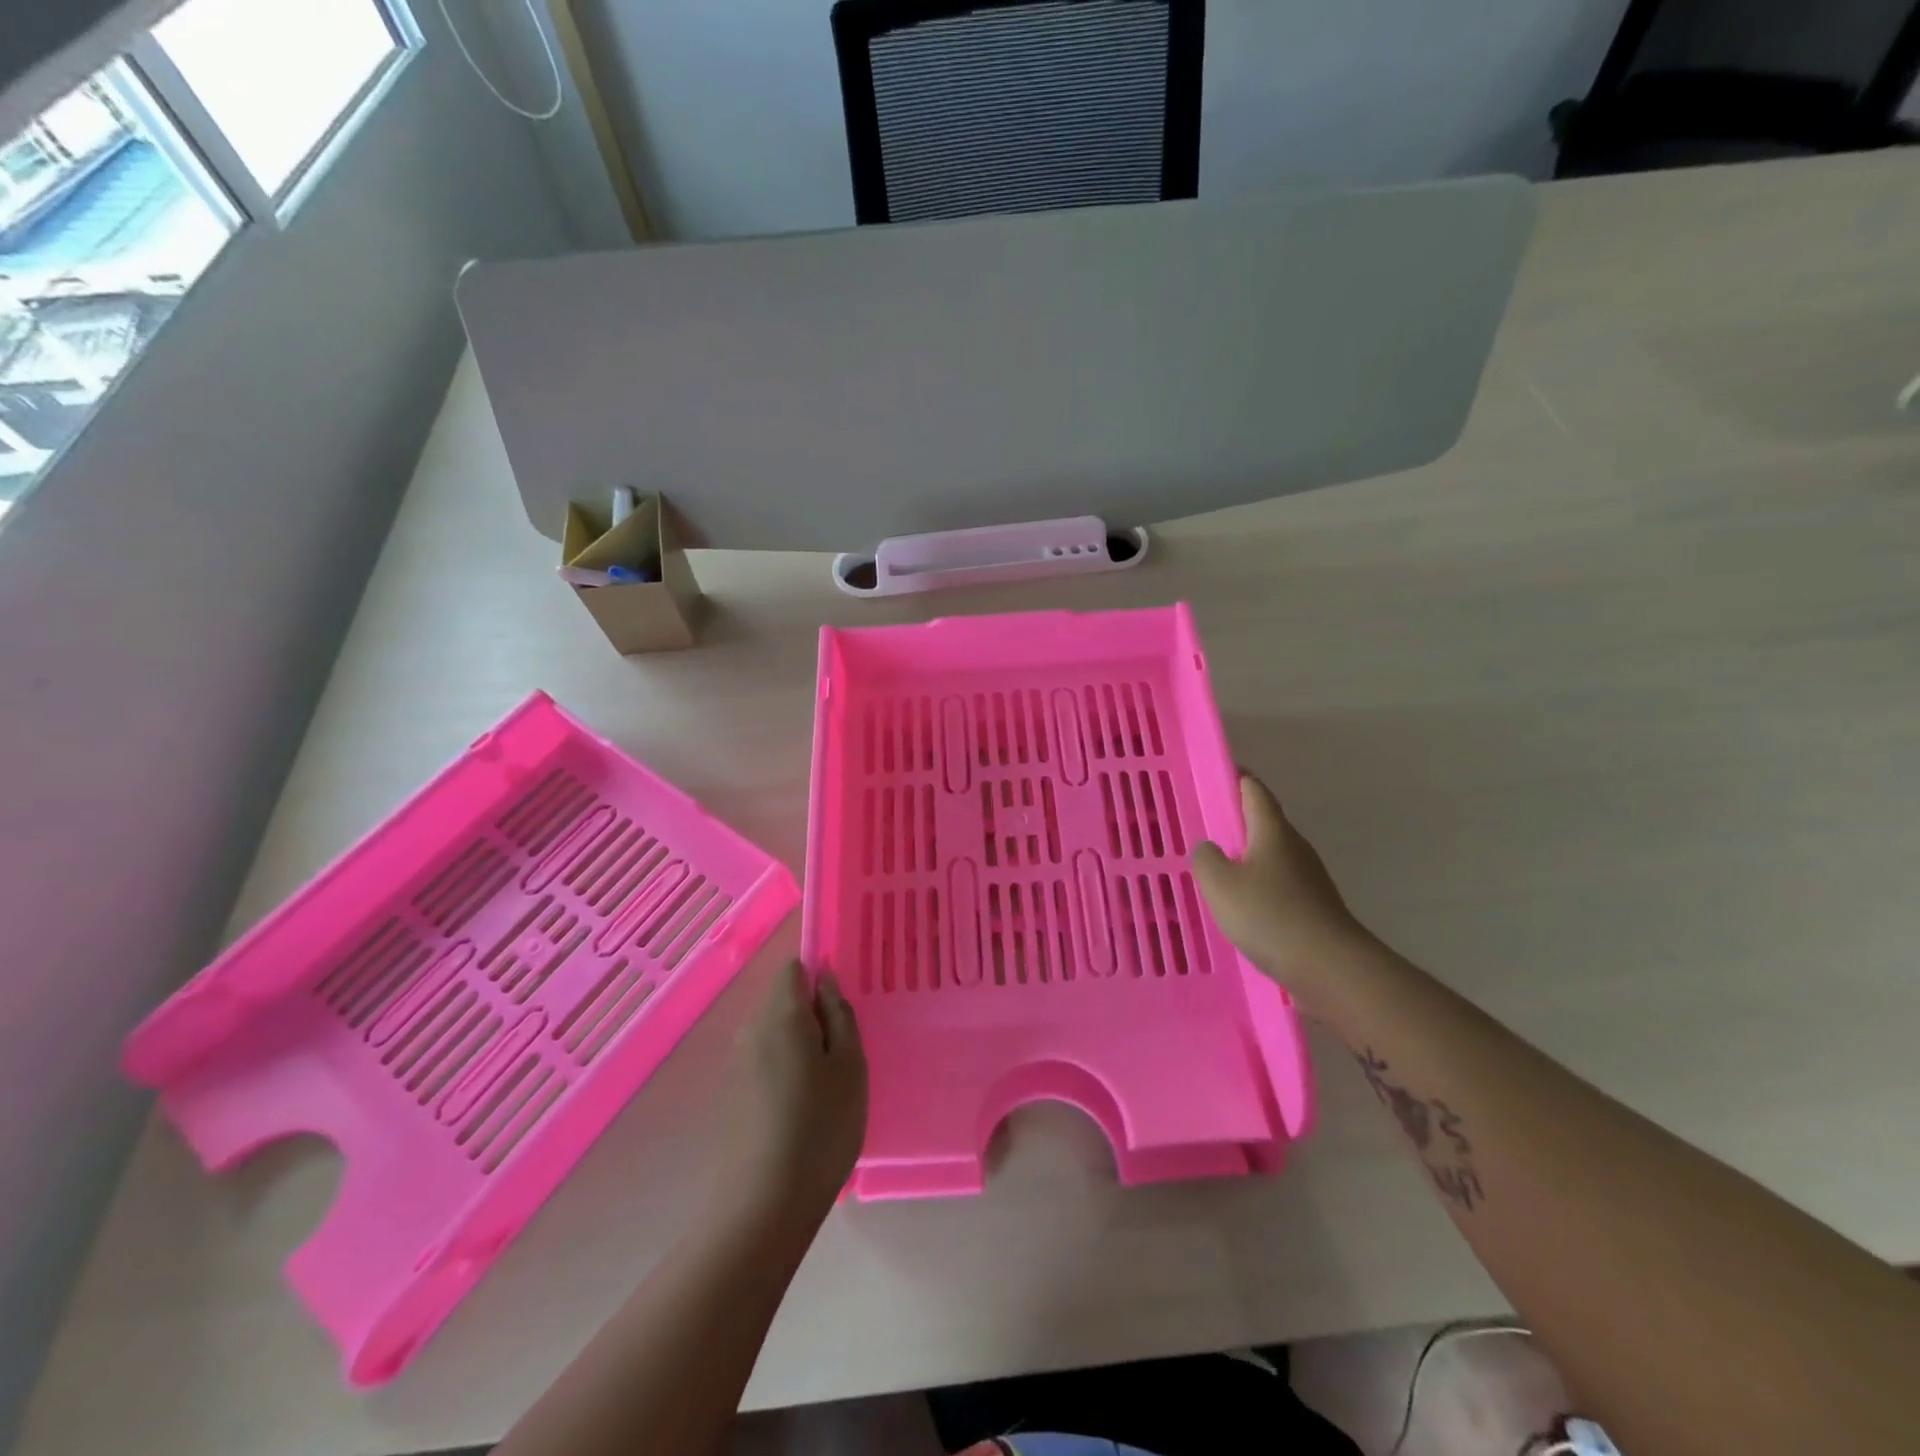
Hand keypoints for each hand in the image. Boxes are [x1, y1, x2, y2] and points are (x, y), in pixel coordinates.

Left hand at [719, 962, 867, 1217]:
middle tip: (843, 1054)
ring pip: (774, 1031)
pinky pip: (765, 1059)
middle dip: (812, 1014)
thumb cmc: (821, 1126)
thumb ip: (840, 1014)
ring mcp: (737, 1062)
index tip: (841, 1012)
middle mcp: (751, 1029)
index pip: (793, 968)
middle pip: (782, 999)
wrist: (765, 1205)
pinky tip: (803, 1107)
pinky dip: (786, 1069)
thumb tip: (826, 980)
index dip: (819, 978)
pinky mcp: (732, 1093)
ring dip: (800, 1044)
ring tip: (827, 1085)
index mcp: (780, 1014)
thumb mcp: (850, 1065)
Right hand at [1192, 774, 1368, 997]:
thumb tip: (1209, 849)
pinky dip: (1257, 887)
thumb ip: (1205, 859)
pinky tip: (1240, 908)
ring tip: (1216, 871)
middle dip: (1236, 822)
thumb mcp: (1220, 884)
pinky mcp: (1313, 908)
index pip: (1254, 790)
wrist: (1331, 968)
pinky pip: (1278, 886)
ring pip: (1270, 857)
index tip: (1215, 775)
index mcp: (1273, 831)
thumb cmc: (1270, 916)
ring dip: (1245, 858)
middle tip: (1204, 827)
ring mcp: (1309, 879)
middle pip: (1264, 823)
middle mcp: (1295, 847)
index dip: (1235, 778)